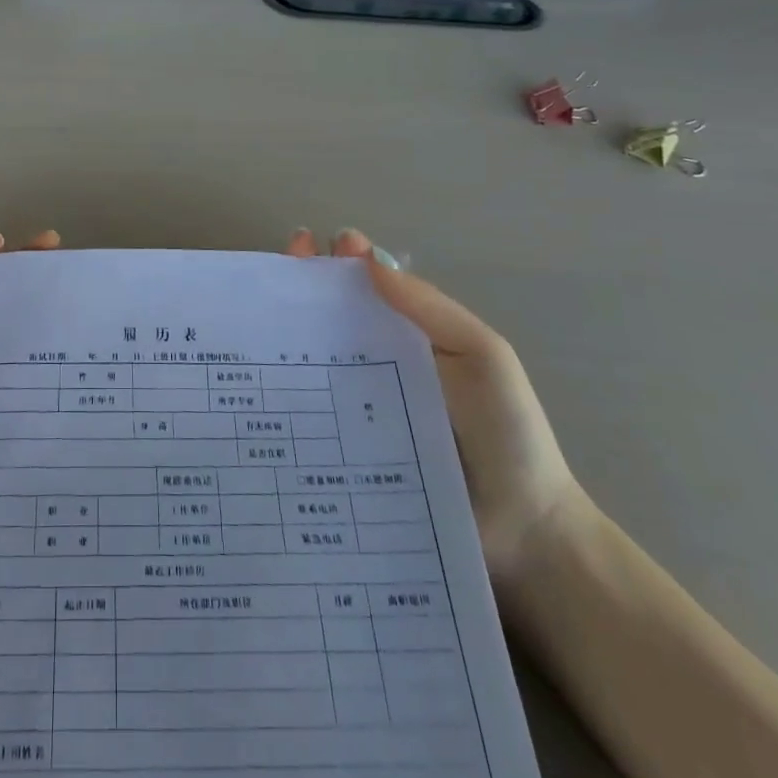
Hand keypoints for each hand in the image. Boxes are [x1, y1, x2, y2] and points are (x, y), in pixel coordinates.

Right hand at [288, 228, 588, 593]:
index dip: (335, 260)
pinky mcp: (345, 452)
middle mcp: (377, 363)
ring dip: (283, 338)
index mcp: (411, 334)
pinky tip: (257, 388)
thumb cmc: (508, 432)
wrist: (524, 533)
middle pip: (330, 317)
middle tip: (274, 274)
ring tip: (253, 324)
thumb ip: (429, 308)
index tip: (306, 243)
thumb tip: (367, 258)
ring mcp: (357, 409)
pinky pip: (311, 416)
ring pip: (313, 363)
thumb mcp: (482, 355)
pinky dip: (284, 397)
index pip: (366, 285)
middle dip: (299, 288)